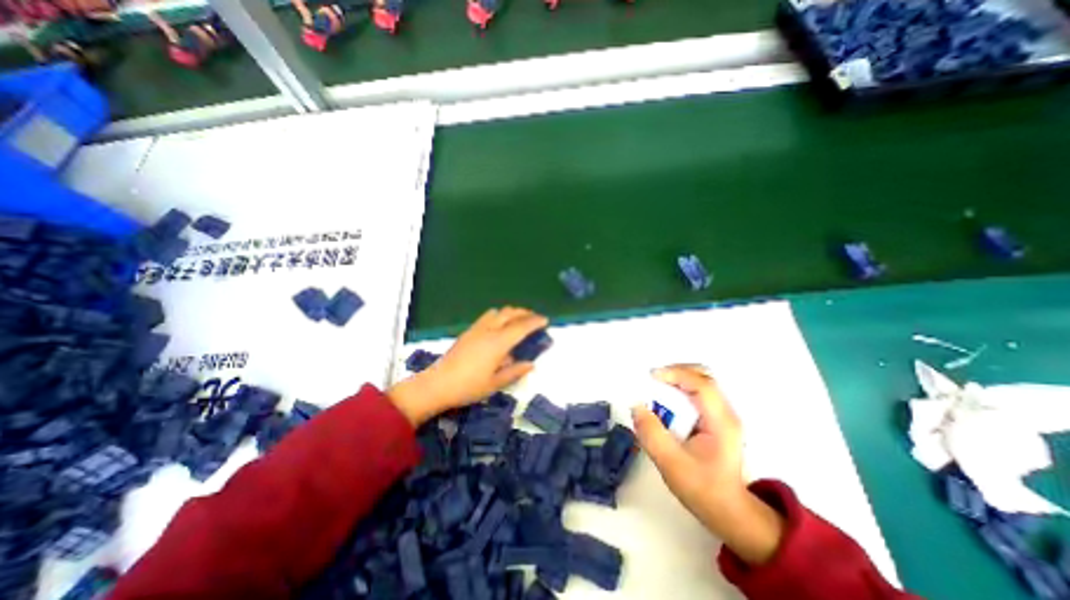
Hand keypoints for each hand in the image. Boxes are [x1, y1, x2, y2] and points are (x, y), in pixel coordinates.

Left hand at [390, 307, 545, 427]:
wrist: (437, 384)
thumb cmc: (468, 387)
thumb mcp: (495, 383)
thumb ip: (514, 371)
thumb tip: (531, 364)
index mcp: (498, 343)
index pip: (521, 327)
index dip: (535, 322)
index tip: (545, 320)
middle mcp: (489, 330)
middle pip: (510, 313)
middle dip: (525, 313)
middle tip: (534, 319)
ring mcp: (477, 329)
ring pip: (498, 312)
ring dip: (511, 312)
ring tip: (518, 320)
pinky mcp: (468, 331)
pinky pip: (487, 316)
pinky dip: (499, 315)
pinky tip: (499, 326)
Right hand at [628, 364, 784, 564]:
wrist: (729, 511)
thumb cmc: (702, 489)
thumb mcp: (671, 464)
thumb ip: (651, 434)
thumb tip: (636, 406)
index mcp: (720, 422)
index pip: (701, 384)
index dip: (675, 374)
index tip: (651, 376)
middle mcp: (726, 412)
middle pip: (704, 375)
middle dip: (676, 371)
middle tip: (653, 379)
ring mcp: (723, 414)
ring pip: (701, 381)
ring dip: (677, 378)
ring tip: (657, 388)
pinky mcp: (716, 419)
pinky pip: (698, 392)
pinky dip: (680, 388)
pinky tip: (667, 400)